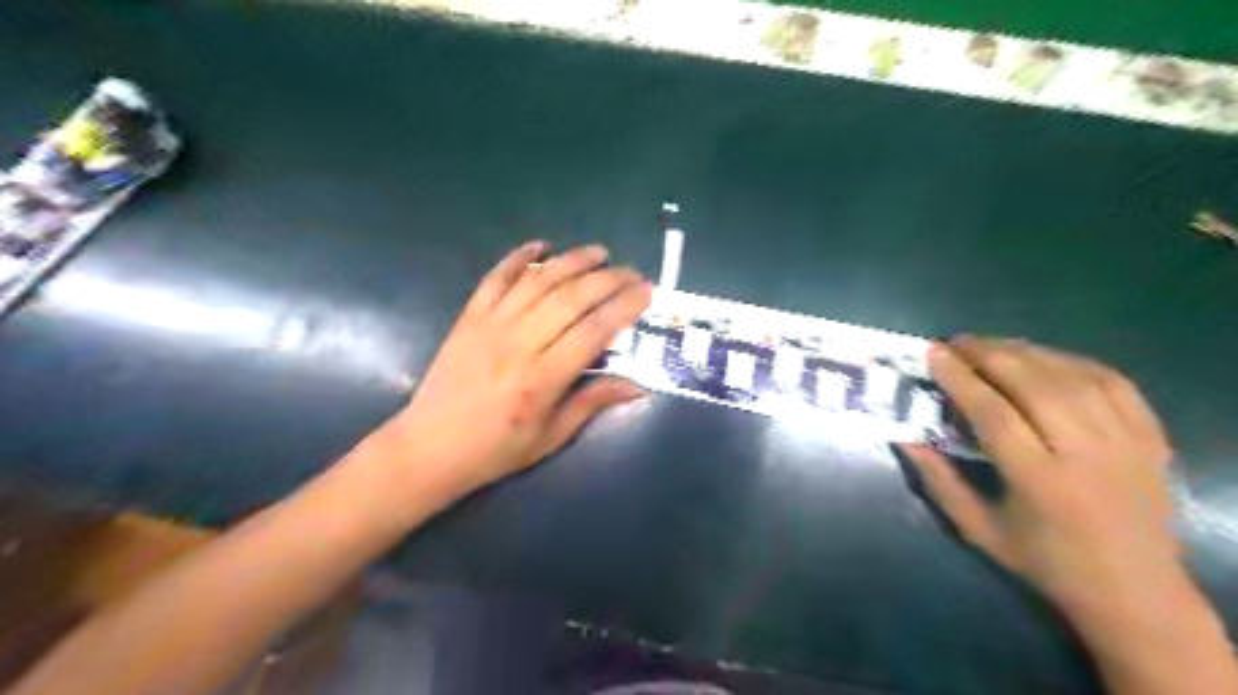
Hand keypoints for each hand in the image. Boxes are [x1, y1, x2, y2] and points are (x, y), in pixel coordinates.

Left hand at [373, 242, 647, 490]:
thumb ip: (593, 402)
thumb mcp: (551, 436)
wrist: (430, 447)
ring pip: (539, 281)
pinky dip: (519, 258)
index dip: (624, 308)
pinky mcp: (470, 317)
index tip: (646, 293)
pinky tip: (540, 246)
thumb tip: (639, 384)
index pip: (594, 331)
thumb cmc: (497, 449)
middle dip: (608, 280)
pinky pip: (496, 278)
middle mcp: (519, 343)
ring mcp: (491, 325)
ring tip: (599, 252)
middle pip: (572, 298)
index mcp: (543, 378)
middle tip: (633, 272)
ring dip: (572, 261)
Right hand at [900, 337, 1177, 618]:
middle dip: (989, 354)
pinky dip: (1072, 361)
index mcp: (1040, 482)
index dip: (960, 379)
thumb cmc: (1044, 562)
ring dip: (1025, 352)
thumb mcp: (977, 529)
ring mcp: (1126, 443)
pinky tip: (1043, 358)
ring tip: (991, 345)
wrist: (1136, 592)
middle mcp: (1087, 455)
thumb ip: (938, 480)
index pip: (994, 414)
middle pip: (1034, 385)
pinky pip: (1112, 382)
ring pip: (1072, 377)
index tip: (934, 353)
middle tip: (956, 342)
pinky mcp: (1151, 437)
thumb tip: (906, 437)